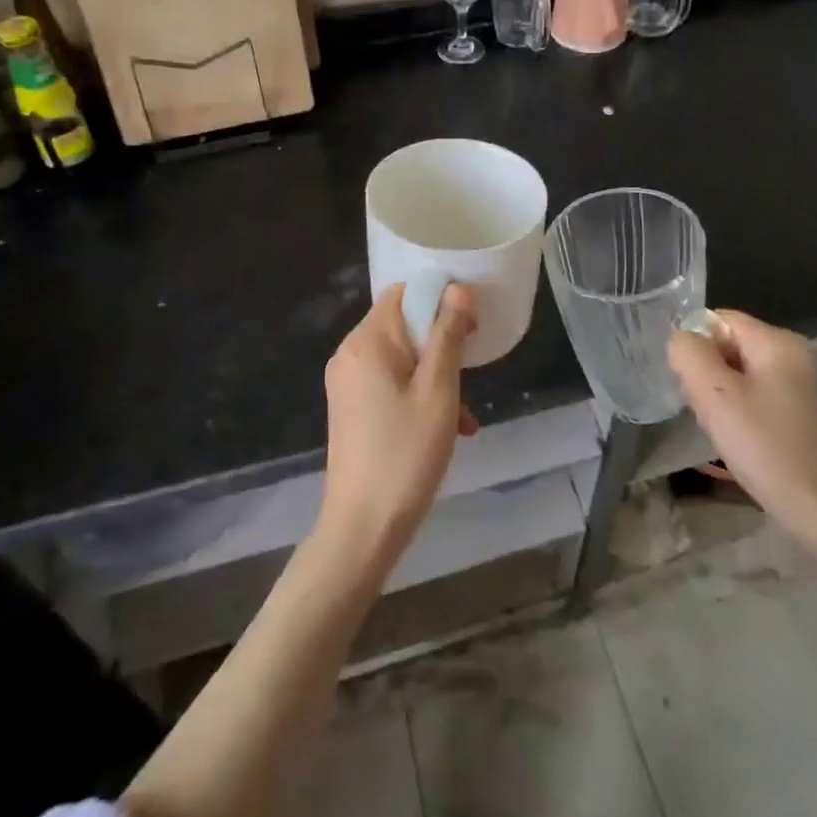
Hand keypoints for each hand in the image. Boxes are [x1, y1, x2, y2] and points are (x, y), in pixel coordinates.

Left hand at [320, 283, 477, 564]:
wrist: (363, 528)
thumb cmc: (405, 454)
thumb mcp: (438, 391)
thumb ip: (448, 335)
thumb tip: (457, 288)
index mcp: (367, 342)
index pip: (402, 293)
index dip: (438, 300)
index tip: (469, 326)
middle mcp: (350, 354)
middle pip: (402, 325)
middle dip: (441, 345)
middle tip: (470, 373)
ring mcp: (346, 383)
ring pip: (401, 358)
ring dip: (435, 376)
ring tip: (464, 414)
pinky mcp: (350, 408)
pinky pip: (389, 384)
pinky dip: (417, 395)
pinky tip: (447, 428)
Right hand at [668, 310, 816, 595]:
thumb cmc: (766, 447)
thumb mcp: (715, 395)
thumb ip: (689, 355)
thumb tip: (680, 339)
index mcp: (777, 342)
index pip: (718, 318)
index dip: (693, 343)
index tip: (685, 379)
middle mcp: (792, 356)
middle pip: (728, 345)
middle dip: (704, 371)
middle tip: (698, 405)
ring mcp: (797, 387)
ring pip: (737, 374)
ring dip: (717, 395)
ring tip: (715, 426)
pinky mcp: (797, 415)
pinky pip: (753, 397)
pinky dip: (736, 412)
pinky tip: (733, 440)